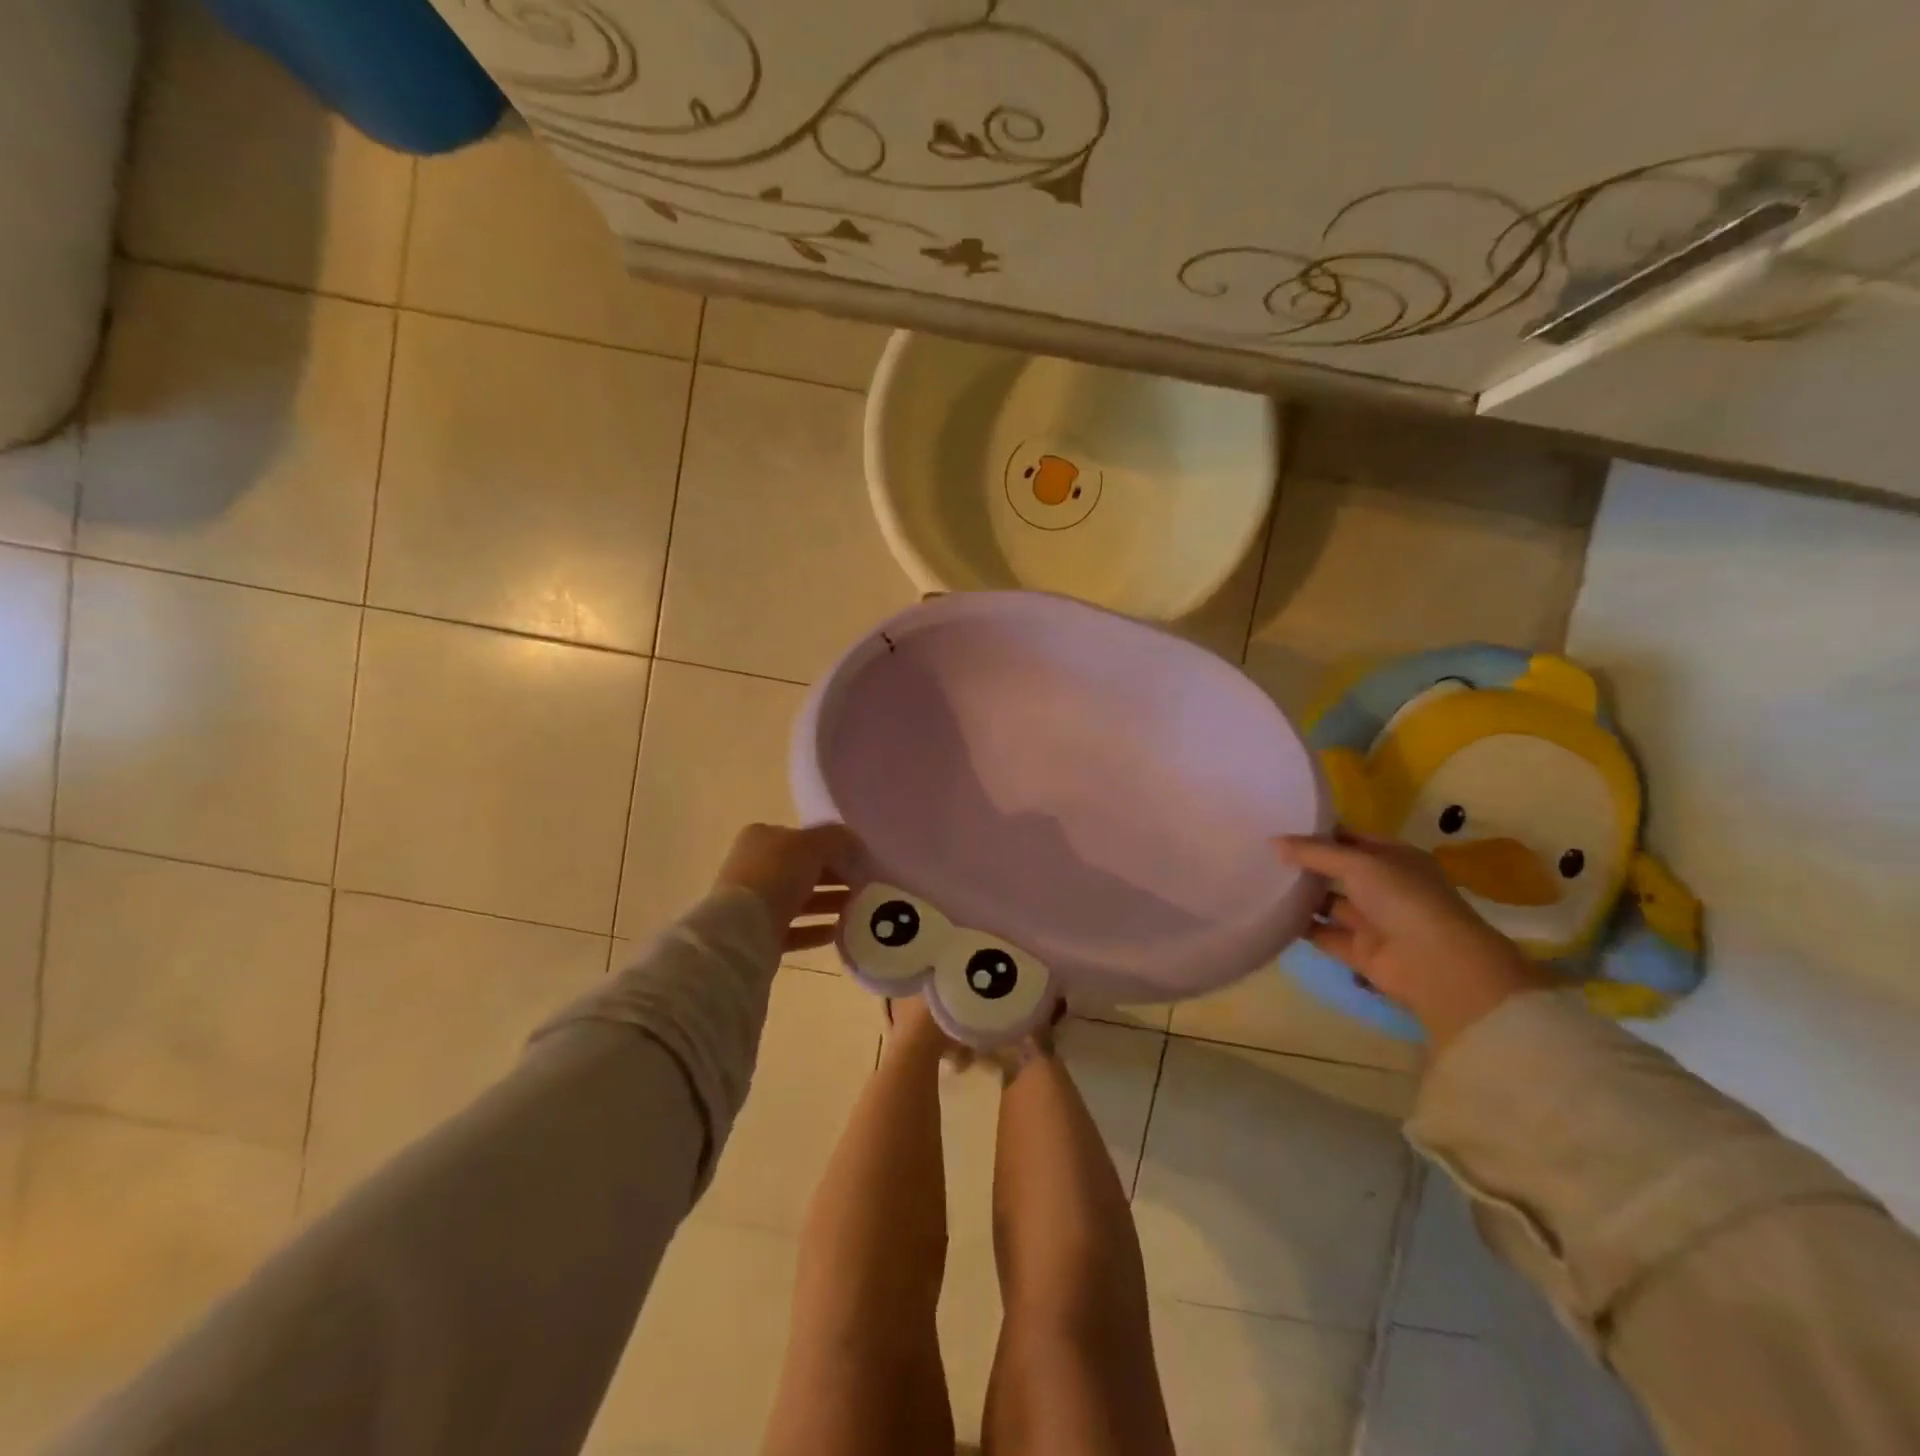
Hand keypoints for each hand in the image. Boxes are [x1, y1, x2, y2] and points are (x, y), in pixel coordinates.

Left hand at [714, 822, 862, 952]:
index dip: (834, 849)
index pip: (804, 839)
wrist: (741, 931)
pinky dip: (816, 929)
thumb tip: (858, 847)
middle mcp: (756, 866)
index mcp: (763, 838)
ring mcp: (755, 902)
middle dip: (835, 878)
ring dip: (829, 904)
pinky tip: (839, 932)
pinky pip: (795, 929)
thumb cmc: (777, 875)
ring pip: (801, 900)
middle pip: (804, 870)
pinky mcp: (759, 934)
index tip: (860, 863)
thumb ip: (839, 841)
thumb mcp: (814, 845)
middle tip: (864, 888)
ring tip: (858, 910)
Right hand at [1276, 834, 1551, 1051]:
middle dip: (1305, 863)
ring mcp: (1372, 920)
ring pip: (1328, 902)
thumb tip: (1273, 842)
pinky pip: (1322, 934)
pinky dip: (1300, 926)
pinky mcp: (1358, 950)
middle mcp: (1384, 886)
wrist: (1436, 966)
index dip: (1318, 834)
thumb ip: (1314, 852)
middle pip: (1336, 871)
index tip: (1279, 826)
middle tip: (1263, 853)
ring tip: (1260, 881)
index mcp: (1394, 858)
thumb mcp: (1358, 864)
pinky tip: (1270, 914)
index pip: (1350, 839)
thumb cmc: (1404, 899)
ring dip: (1300, 895)